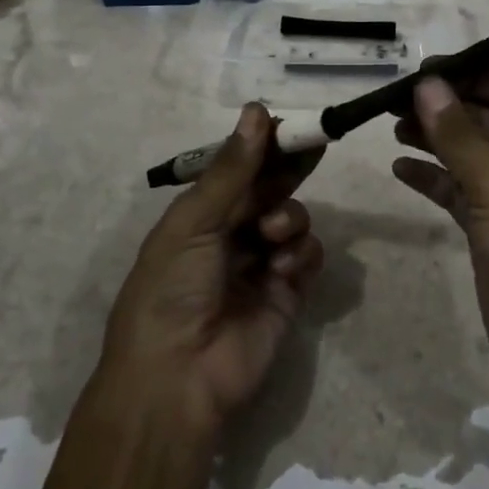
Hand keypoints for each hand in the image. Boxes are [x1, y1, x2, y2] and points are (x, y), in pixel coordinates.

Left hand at [98, 104, 324, 438]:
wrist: (177, 379)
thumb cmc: (171, 289)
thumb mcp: (193, 222)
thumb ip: (232, 170)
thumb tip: (256, 110)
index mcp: (199, 215)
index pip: (239, 169)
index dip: (264, 146)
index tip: (291, 124)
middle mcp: (231, 235)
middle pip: (271, 190)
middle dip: (290, 170)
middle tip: (317, 145)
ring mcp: (261, 264)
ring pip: (293, 219)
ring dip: (289, 218)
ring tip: (272, 235)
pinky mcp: (287, 293)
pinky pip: (308, 256)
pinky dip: (302, 254)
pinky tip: (283, 267)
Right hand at [393, 66, 488, 392]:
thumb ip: (458, 134)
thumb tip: (424, 85)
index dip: (468, 75)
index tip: (420, 71)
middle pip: (488, 117)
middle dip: (445, 108)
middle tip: (393, 100)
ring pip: (471, 153)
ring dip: (434, 138)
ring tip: (391, 125)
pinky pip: (460, 190)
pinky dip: (433, 178)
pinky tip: (400, 167)